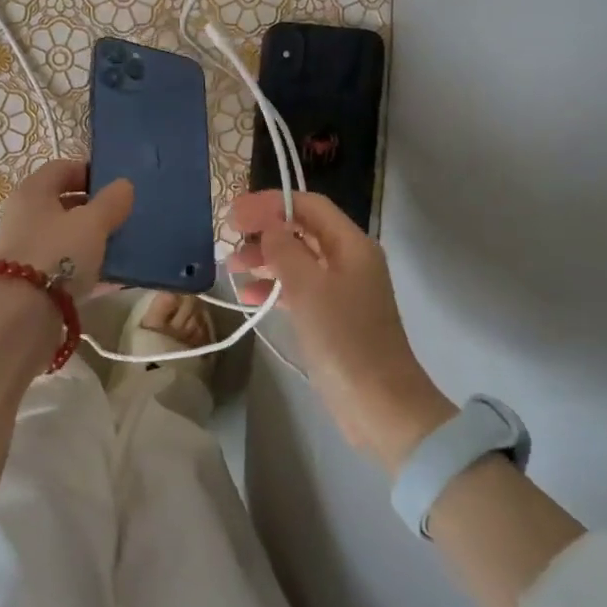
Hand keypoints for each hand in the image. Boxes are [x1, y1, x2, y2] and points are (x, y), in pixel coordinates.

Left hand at [0, 160, 134, 298]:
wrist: (21, 315)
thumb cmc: (58, 254)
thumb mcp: (92, 223)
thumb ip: (111, 202)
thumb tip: (124, 185)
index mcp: (33, 191)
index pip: (63, 168)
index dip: (91, 172)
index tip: (117, 186)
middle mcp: (24, 215)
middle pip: (62, 202)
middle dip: (93, 207)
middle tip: (122, 216)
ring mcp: (25, 247)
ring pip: (63, 234)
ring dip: (90, 237)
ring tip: (120, 245)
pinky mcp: (31, 278)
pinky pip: (63, 262)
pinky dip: (84, 264)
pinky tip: (109, 275)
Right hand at [228, 190, 454, 473]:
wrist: (378, 404)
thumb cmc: (343, 339)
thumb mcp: (307, 287)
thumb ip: (284, 248)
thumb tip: (268, 223)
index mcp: (351, 245)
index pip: (309, 205)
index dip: (270, 203)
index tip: (234, 212)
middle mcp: (348, 260)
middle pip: (302, 230)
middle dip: (264, 231)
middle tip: (228, 240)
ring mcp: (341, 289)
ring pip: (297, 259)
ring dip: (264, 258)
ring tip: (231, 267)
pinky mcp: (332, 316)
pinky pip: (298, 288)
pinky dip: (273, 286)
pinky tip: (247, 295)